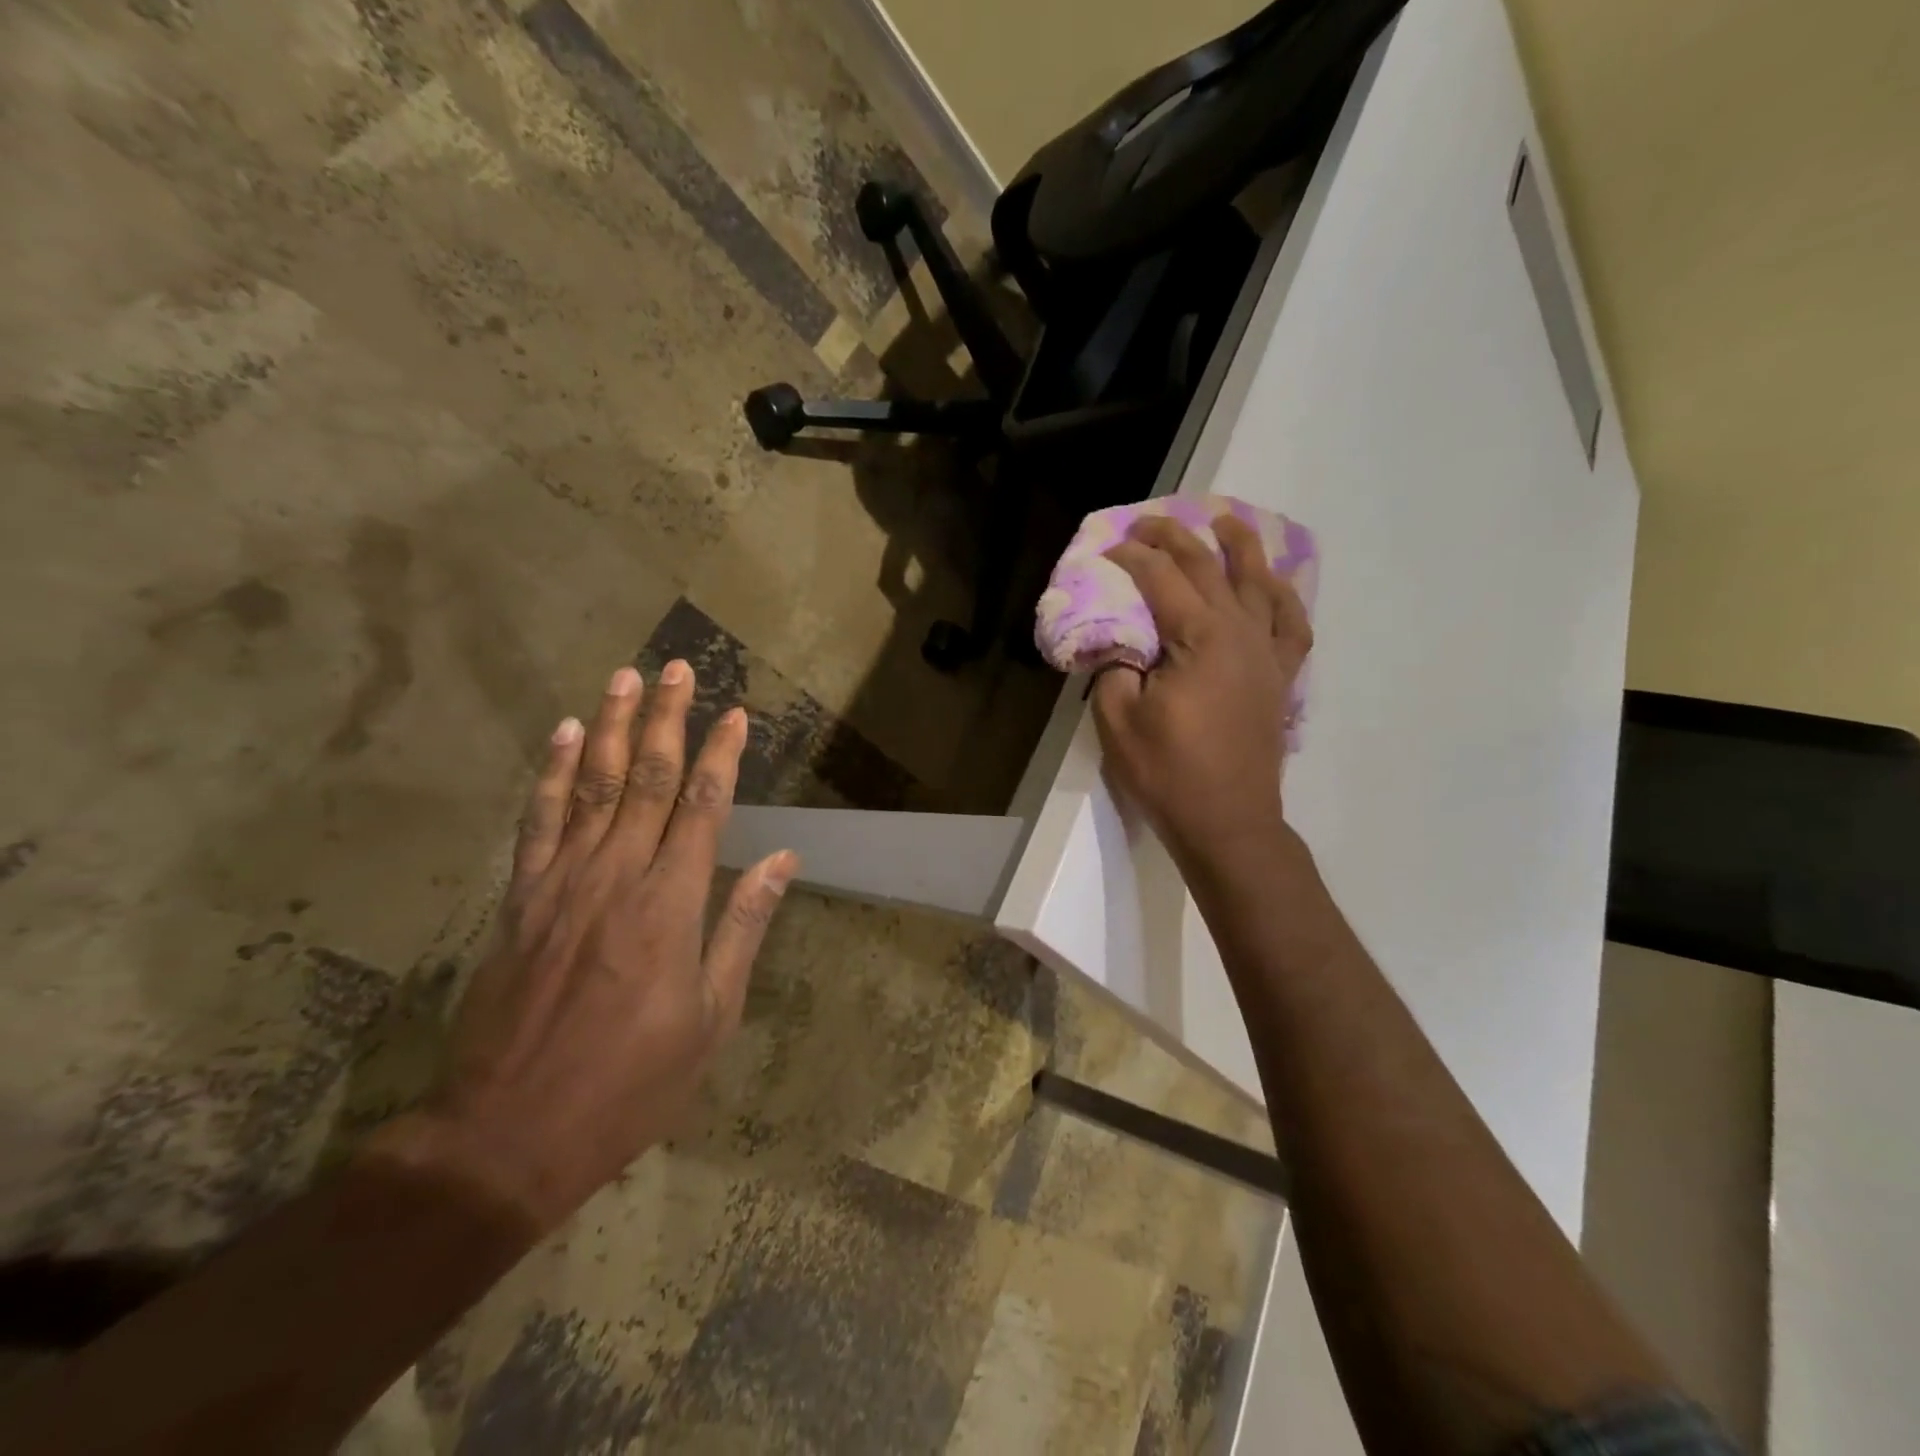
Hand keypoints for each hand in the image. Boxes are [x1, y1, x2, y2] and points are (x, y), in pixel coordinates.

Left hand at [382, 663, 796, 1230]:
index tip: (737, 713)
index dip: (723, 755)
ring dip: (612, 727)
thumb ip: (743, 927)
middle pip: (649, 779)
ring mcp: (562, 882)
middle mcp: (618, 876)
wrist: (511, 1133)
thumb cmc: (633, 1081)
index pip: (705, 807)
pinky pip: (540, 820)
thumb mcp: (712, 1016)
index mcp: (672, 905)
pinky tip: (566, 735)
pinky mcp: (521, 898)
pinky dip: (553, 773)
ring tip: (623, 678)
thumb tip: (783, 860)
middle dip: (667, 719)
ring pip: (593, 785)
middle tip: (676, 669)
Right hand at [1093, 515, 1311, 866]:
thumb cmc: (1169, 774)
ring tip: (1226, 521)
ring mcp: (1268, 654)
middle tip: (1148, 521)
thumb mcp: (1119, 722)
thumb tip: (1117, 643)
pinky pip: (1290, 623)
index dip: (1132, 557)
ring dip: (1240, 547)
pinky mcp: (1280, 677)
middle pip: (1209, 568)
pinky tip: (1272, 585)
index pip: (1162, 579)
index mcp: (1201, 639)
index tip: (1107, 547)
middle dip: (1176, 538)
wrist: (1229, 822)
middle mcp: (1241, 633)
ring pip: (1259, 583)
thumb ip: (1114, 670)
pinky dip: (1282, 595)